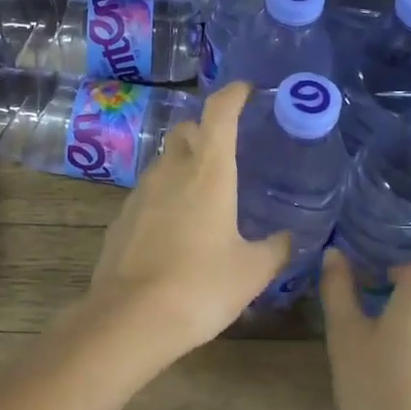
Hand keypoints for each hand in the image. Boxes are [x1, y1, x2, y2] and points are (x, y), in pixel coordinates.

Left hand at [77, 81, 289, 369]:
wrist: (130, 318)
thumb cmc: (200, 287)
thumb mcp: (252, 272)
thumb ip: (276, 249)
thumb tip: (288, 239)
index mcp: (208, 172)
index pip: (219, 112)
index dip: (233, 94)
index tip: (247, 91)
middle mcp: (171, 171)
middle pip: (186, 131)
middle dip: (206, 131)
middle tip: (228, 151)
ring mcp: (141, 193)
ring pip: (165, 161)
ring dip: (184, 164)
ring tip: (205, 194)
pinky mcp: (122, 217)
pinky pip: (148, 192)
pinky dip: (165, 196)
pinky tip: (176, 228)